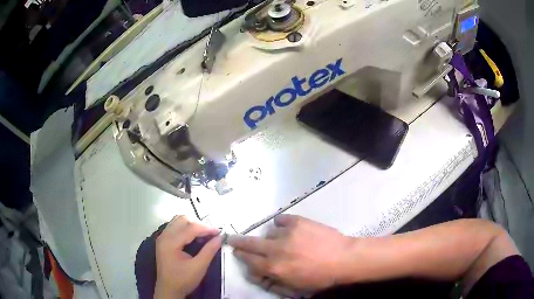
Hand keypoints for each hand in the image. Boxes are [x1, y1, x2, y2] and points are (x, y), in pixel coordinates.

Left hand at [154, 215, 221, 298]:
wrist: (168, 289)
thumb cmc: (183, 280)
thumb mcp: (199, 267)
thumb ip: (209, 251)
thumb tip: (220, 237)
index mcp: (170, 242)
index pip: (190, 228)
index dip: (206, 228)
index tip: (220, 232)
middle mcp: (164, 236)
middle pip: (182, 219)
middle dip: (198, 224)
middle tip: (211, 234)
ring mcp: (162, 237)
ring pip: (178, 221)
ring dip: (192, 224)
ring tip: (204, 235)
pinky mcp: (163, 241)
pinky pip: (175, 227)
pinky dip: (186, 228)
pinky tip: (194, 237)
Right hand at [228, 215, 353, 292]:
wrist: (344, 259)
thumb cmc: (320, 278)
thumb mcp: (295, 287)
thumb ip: (272, 281)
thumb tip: (257, 272)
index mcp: (274, 268)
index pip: (248, 261)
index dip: (241, 256)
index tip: (238, 252)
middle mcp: (275, 250)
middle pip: (249, 244)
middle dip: (238, 242)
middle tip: (233, 239)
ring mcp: (286, 233)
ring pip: (268, 233)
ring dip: (271, 238)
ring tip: (283, 241)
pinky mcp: (297, 221)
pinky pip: (281, 220)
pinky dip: (282, 224)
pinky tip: (289, 228)